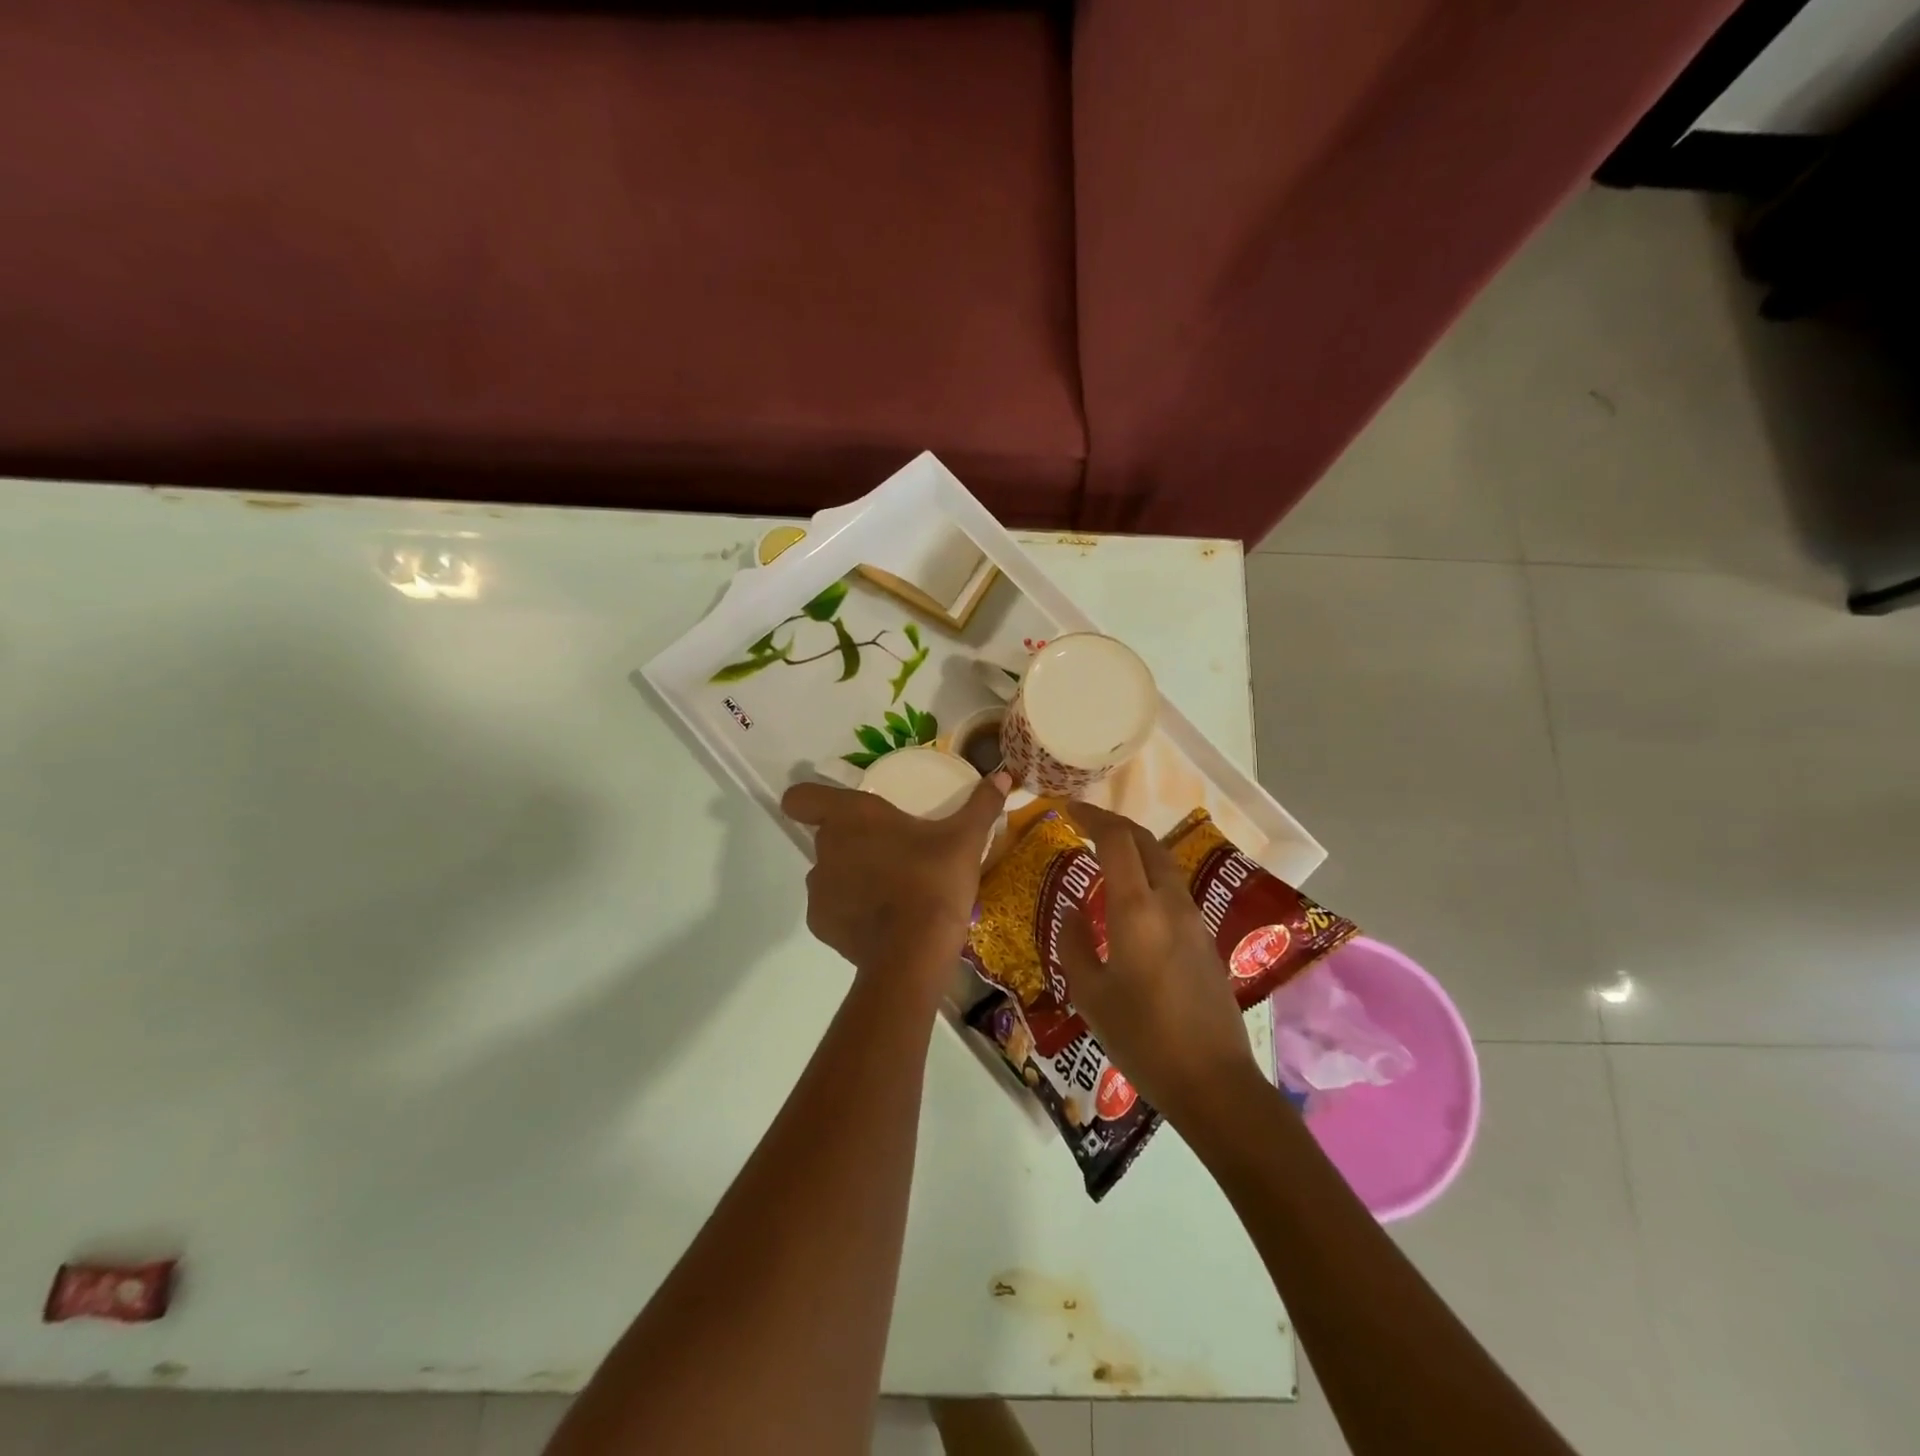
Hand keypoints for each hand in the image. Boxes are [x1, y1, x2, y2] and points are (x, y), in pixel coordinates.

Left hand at [782, 772, 1011, 995]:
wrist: (915, 953)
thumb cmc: (934, 881)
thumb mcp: (966, 839)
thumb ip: (982, 804)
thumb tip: (1004, 775)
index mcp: (852, 816)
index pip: (801, 797)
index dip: (811, 800)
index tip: (839, 809)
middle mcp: (825, 847)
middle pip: (826, 834)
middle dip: (854, 840)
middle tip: (893, 851)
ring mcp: (818, 887)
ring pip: (830, 871)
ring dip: (852, 875)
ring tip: (892, 889)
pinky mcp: (819, 924)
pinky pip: (832, 907)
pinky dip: (850, 910)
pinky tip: (882, 919)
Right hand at [1058, 803, 1261, 1123]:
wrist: (1213, 1081)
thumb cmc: (1142, 1038)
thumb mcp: (1090, 994)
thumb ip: (1074, 943)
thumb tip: (1072, 910)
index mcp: (1137, 910)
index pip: (1116, 840)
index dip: (1091, 817)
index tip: (1067, 809)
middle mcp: (1169, 902)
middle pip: (1145, 841)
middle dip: (1113, 823)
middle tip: (1083, 823)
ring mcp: (1193, 918)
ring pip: (1163, 861)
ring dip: (1134, 845)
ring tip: (1104, 852)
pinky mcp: (1204, 938)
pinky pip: (1172, 886)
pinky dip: (1147, 871)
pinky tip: (1130, 894)